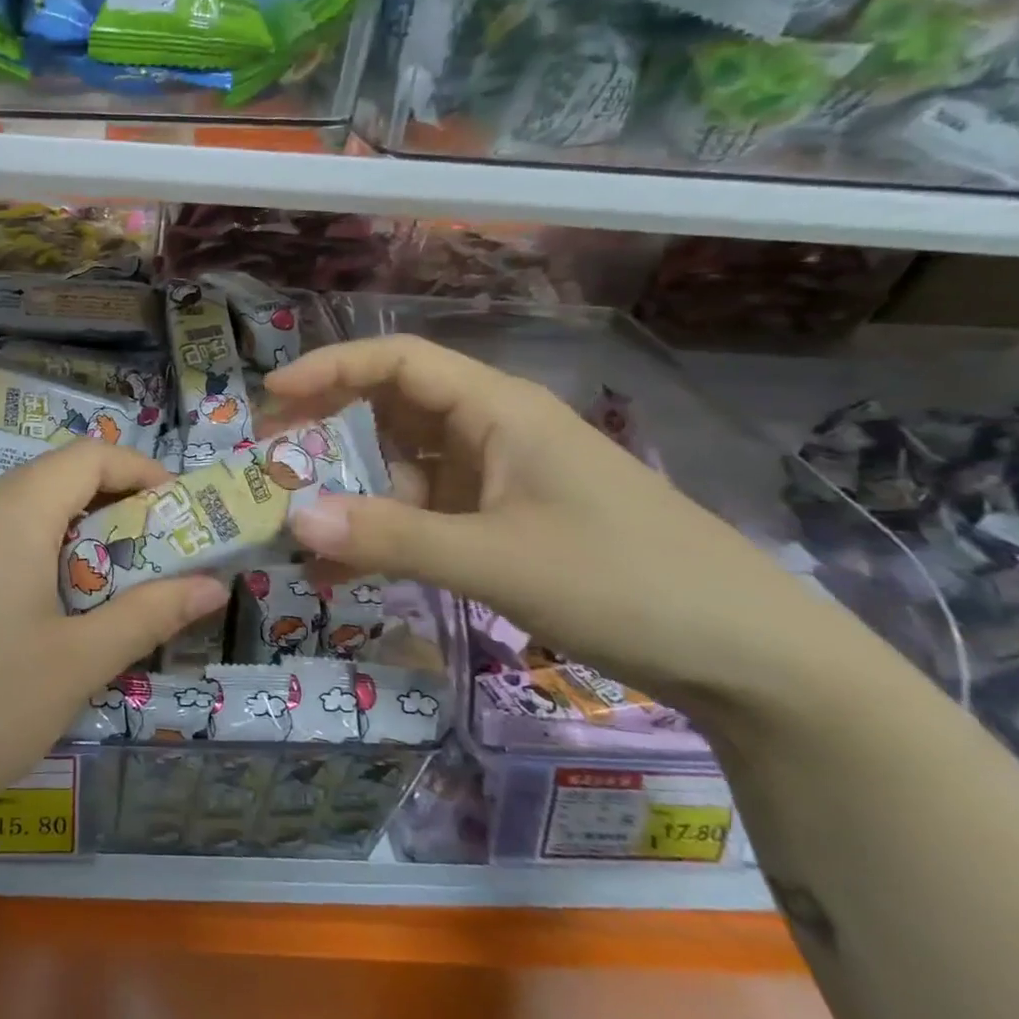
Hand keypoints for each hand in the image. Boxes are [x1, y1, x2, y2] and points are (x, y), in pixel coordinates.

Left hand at [0, 440, 228, 854]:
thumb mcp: (78, 662)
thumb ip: (150, 614)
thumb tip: (214, 586)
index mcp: (13, 513)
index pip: (88, 456)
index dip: (141, 471)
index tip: (181, 512)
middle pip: (56, 481)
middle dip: (115, 509)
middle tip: (156, 559)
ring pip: (24, 516)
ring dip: (76, 540)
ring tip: (110, 593)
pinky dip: (36, 561)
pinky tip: (47, 620)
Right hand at [263, 335, 865, 712]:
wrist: (748, 657)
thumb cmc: (624, 581)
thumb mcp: (495, 560)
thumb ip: (389, 539)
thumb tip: (292, 522)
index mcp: (497, 410)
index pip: (398, 362)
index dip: (330, 369)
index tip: (271, 399)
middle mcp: (492, 432)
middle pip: (392, 411)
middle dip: (327, 433)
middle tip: (270, 466)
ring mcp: (499, 479)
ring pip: (404, 469)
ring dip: (352, 494)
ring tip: (295, 530)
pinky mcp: (504, 523)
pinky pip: (426, 514)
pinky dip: (385, 533)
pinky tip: (344, 573)